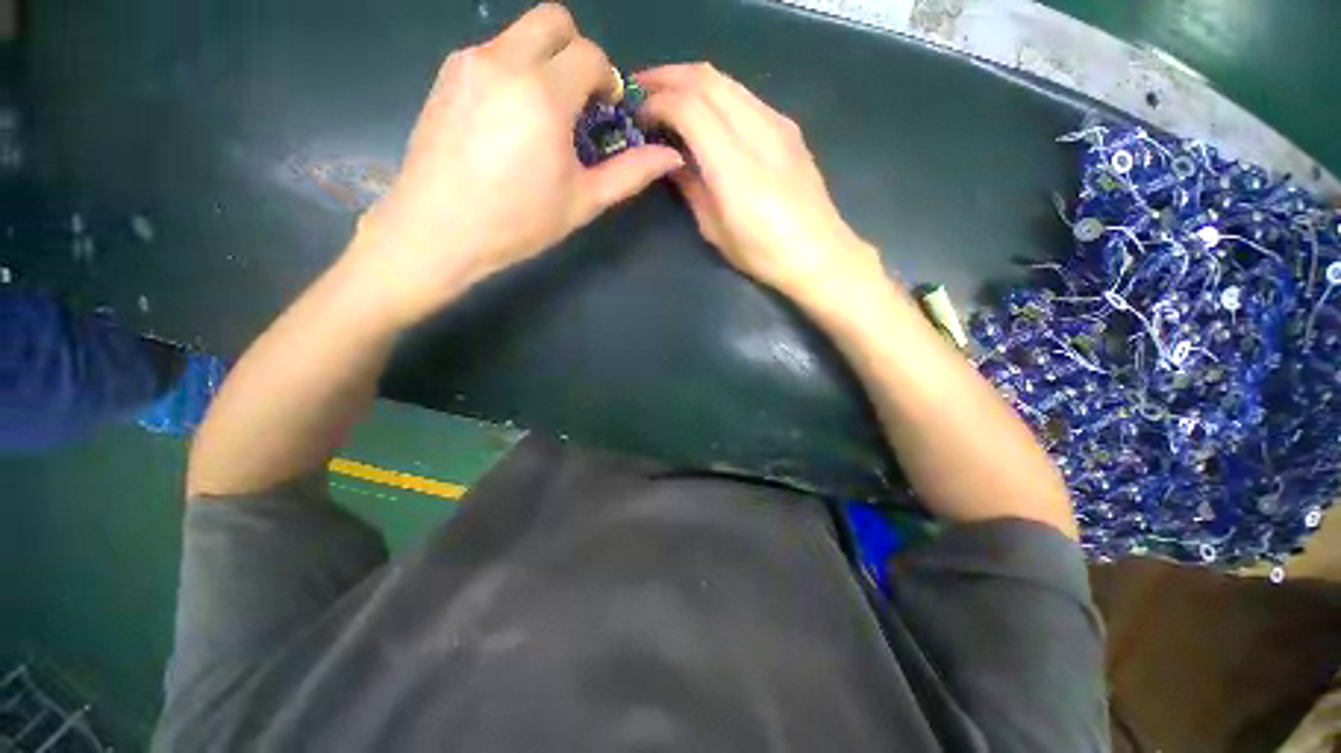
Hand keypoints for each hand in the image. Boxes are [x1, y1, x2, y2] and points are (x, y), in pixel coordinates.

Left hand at [352, 3, 683, 325]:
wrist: (438, 229)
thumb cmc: (518, 221)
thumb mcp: (583, 201)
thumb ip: (629, 173)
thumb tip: (670, 156)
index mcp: (544, 94)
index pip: (589, 54)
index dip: (606, 79)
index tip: (605, 111)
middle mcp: (504, 62)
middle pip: (553, 20)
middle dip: (576, 51)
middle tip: (579, 99)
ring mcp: (469, 63)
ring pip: (519, 35)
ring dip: (543, 63)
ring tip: (542, 118)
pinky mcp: (446, 74)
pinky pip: (492, 54)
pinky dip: (513, 72)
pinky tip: (509, 121)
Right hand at [638, 64, 883, 302]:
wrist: (818, 253)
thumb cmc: (762, 253)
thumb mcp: (715, 230)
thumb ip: (691, 188)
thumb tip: (672, 160)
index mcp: (734, 166)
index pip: (689, 107)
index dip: (658, 103)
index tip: (639, 116)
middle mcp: (758, 132)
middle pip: (707, 79)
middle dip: (669, 78)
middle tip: (643, 92)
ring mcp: (778, 125)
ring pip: (727, 81)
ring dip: (693, 81)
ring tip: (669, 96)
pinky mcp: (789, 128)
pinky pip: (745, 96)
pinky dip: (717, 94)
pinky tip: (707, 113)